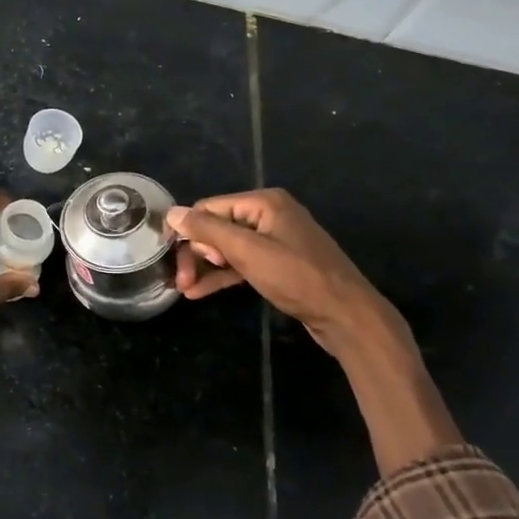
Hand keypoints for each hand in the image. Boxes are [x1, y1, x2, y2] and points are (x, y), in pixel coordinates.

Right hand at [167, 189, 397, 354]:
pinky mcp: (277, 264)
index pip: (208, 209)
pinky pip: (241, 264)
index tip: (181, 264)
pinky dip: (222, 276)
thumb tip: (172, 213)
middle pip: (216, 228)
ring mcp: (274, 240)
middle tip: (182, 282)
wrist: (346, 315)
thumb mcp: (248, 252)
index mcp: (264, 203)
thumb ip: (208, 230)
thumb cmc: (297, 277)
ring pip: (226, 248)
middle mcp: (268, 215)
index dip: (190, 234)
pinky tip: (200, 292)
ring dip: (205, 267)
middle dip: (197, 253)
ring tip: (185, 290)